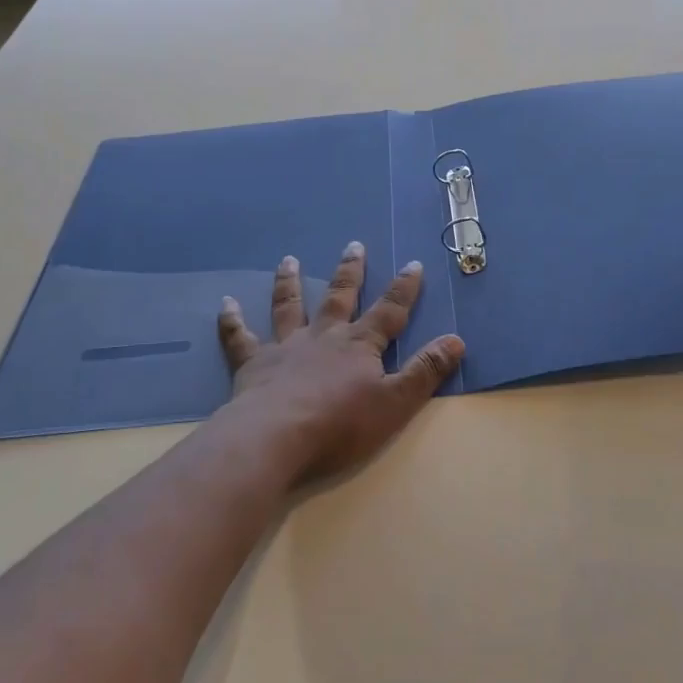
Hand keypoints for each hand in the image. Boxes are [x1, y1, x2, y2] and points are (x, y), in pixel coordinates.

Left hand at [216, 242, 464, 483]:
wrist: (276, 438)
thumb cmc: (340, 425)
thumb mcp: (396, 402)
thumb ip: (425, 371)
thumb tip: (457, 340)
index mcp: (359, 346)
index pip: (389, 311)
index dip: (404, 289)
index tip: (412, 263)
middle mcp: (323, 337)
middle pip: (339, 297)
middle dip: (349, 272)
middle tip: (353, 245)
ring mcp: (286, 348)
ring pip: (289, 307)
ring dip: (289, 283)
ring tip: (288, 260)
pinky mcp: (253, 364)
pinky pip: (240, 337)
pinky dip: (232, 320)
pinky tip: (225, 303)